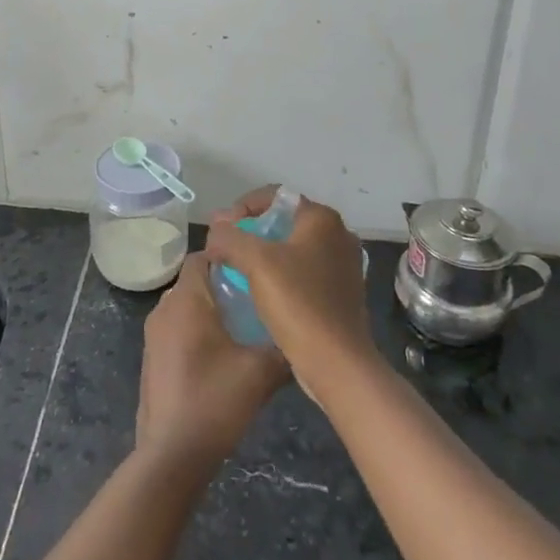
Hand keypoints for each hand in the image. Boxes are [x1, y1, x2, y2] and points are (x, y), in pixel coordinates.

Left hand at [135, 254, 289, 472]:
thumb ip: (283, 349)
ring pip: (184, 308)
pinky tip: (220, 359)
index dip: (227, 258)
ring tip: (242, 330)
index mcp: (186, 300)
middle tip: (255, 300)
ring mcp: (153, 336)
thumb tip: (299, 339)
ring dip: (209, 312)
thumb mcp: (261, 373)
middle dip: (222, 286)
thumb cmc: (215, 401)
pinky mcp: (151, 360)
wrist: (172, 455)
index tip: (254, 271)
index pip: (201, 257)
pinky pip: (175, 331)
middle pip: (194, 282)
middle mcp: (164, 309)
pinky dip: (195, 333)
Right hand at [204, 187, 380, 397]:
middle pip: (283, 220)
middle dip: (250, 231)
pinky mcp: (342, 292)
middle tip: (224, 249)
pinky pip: (303, 271)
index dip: (241, 207)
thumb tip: (215, 229)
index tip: (221, 231)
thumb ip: (230, 237)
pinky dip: (280, 274)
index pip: (274, 196)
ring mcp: (343, 265)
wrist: (337, 363)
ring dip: (264, 254)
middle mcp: (338, 235)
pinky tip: (261, 291)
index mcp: (322, 219)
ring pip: (292, 247)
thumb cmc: (298, 303)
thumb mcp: (255, 262)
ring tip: (237, 270)